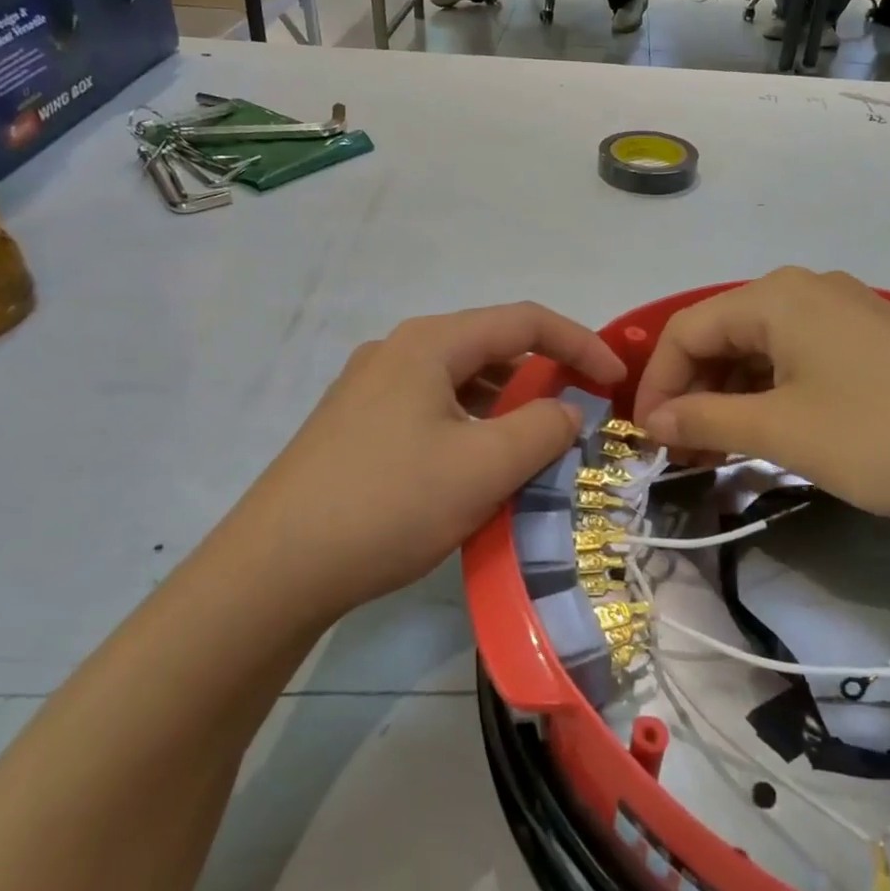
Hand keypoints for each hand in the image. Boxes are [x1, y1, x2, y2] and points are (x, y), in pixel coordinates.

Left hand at [233, 302, 625, 620]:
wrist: (274, 569)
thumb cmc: (388, 504)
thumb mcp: (483, 467)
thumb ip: (542, 428)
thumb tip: (567, 411)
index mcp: (430, 343)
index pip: (524, 321)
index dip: (580, 344)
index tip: (615, 380)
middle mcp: (397, 351)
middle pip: (490, 348)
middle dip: (542, 378)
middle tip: (575, 421)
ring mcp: (370, 388)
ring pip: (460, 384)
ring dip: (505, 409)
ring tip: (532, 451)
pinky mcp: (356, 426)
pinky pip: (432, 411)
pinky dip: (470, 429)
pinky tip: (476, 471)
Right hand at [633, 268, 889, 519]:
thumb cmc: (887, 434)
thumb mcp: (784, 431)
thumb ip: (706, 420)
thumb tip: (651, 421)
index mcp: (775, 297)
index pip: (686, 330)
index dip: (657, 384)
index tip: (646, 439)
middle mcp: (804, 291)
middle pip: (721, 335)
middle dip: (692, 393)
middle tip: (680, 453)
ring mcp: (842, 314)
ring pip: (759, 351)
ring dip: (728, 399)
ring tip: (717, 454)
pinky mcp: (870, 342)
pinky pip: (797, 361)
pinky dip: (769, 396)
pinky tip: (767, 435)